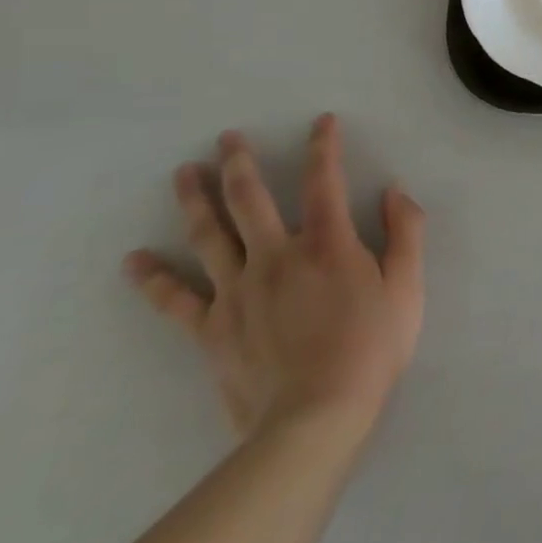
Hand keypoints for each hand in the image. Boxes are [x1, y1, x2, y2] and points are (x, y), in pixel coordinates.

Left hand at [123, 114, 425, 445]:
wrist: (314, 420)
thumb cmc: (370, 349)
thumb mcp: (408, 286)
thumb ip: (405, 232)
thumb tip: (394, 191)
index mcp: (327, 242)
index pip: (324, 179)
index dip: (323, 146)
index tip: (321, 121)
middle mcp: (276, 255)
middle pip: (250, 199)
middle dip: (239, 163)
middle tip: (226, 137)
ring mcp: (237, 291)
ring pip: (209, 236)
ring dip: (194, 200)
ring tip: (183, 173)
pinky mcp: (212, 329)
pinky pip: (176, 299)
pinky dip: (153, 279)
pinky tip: (134, 261)